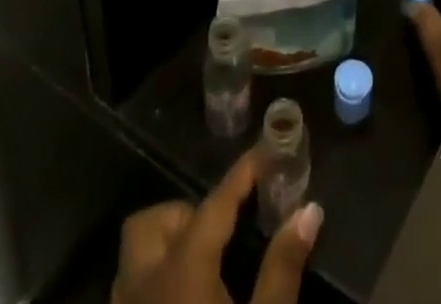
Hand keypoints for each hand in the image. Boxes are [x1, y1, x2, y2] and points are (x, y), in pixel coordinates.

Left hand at [110, 150, 321, 303]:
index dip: (243, 173)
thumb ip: (283, 269)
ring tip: (207, 271)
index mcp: (182, 271)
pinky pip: (131, 296)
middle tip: (223, 233)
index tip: (267, 150)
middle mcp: (144, 285)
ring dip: (166, 249)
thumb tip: (309, 210)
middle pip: (150, 224)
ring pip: (135, 260)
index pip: (216, 202)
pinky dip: (155, 284)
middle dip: (184, 215)